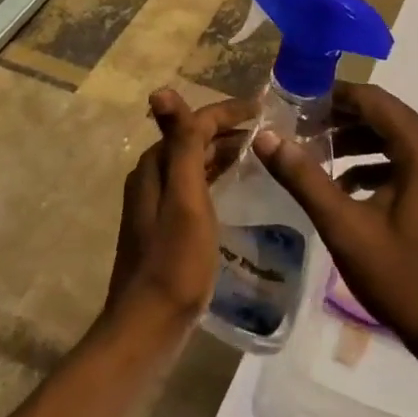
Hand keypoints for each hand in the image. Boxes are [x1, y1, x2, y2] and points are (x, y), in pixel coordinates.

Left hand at [106, 89, 257, 321]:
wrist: (148, 326)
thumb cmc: (174, 261)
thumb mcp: (185, 198)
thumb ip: (180, 145)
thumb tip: (161, 90)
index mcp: (155, 166)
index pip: (193, 123)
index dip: (228, 112)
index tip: (264, 109)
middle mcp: (152, 177)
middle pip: (192, 140)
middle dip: (228, 130)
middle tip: (268, 131)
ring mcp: (156, 204)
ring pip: (194, 164)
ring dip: (223, 152)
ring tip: (259, 153)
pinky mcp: (165, 227)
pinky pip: (195, 187)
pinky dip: (216, 177)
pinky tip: (235, 187)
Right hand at [251, 81, 417, 362]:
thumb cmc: (402, 280)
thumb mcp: (345, 228)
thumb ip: (304, 178)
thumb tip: (265, 136)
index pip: (374, 101)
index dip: (333, 96)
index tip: (295, 102)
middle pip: (385, 116)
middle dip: (340, 118)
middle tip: (298, 127)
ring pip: (394, 138)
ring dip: (355, 140)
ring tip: (313, 152)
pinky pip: (405, 161)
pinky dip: (373, 164)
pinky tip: (342, 184)